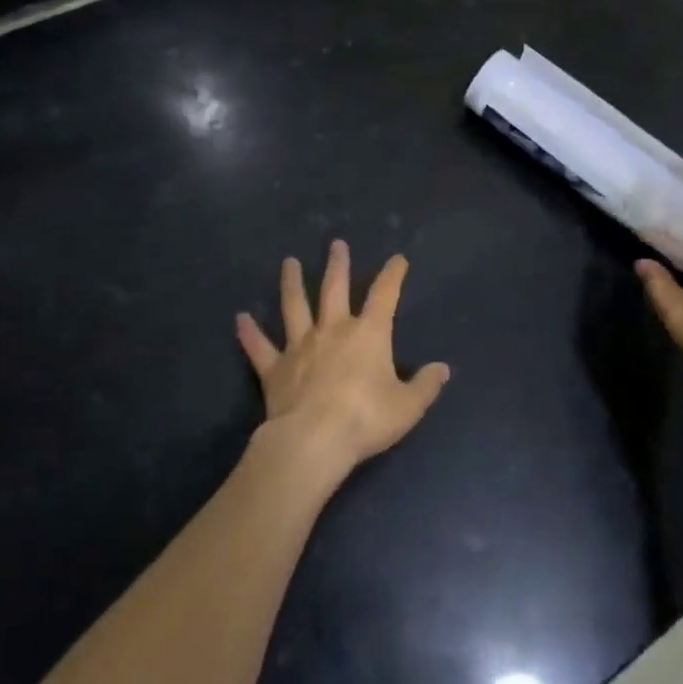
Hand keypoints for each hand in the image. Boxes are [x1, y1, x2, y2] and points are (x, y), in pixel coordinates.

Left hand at [236, 241, 450, 480]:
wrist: (314, 440)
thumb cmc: (366, 419)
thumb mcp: (407, 406)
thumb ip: (425, 385)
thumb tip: (442, 369)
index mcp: (368, 334)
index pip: (384, 295)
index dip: (392, 275)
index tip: (397, 259)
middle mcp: (333, 330)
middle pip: (334, 289)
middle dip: (337, 265)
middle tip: (336, 244)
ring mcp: (300, 346)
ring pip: (294, 307)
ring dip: (292, 284)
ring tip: (288, 262)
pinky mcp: (275, 369)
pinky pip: (260, 347)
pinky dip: (249, 333)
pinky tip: (240, 318)